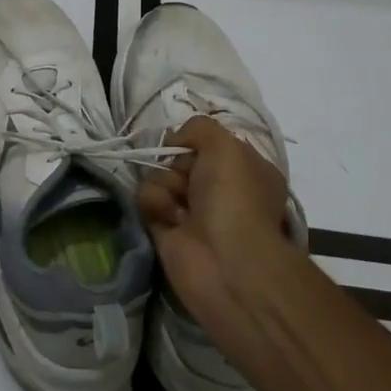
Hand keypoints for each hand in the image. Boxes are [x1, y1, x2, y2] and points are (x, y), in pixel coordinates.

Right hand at [135, 116, 296, 331]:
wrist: (225, 261)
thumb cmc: (235, 199)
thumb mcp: (226, 145)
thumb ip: (198, 128)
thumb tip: (174, 142)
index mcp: (244, 169)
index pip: (208, 143)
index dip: (196, 142)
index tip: (189, 145)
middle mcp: (219, 189)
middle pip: (179, 158)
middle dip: (178, 164)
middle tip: (190, 181)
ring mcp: (192, 210)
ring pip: (159, 176)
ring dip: (165, 186)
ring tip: (180, 208)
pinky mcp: (165, 228)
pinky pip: (146, 200)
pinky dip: (154, 204)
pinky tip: (171, 220)